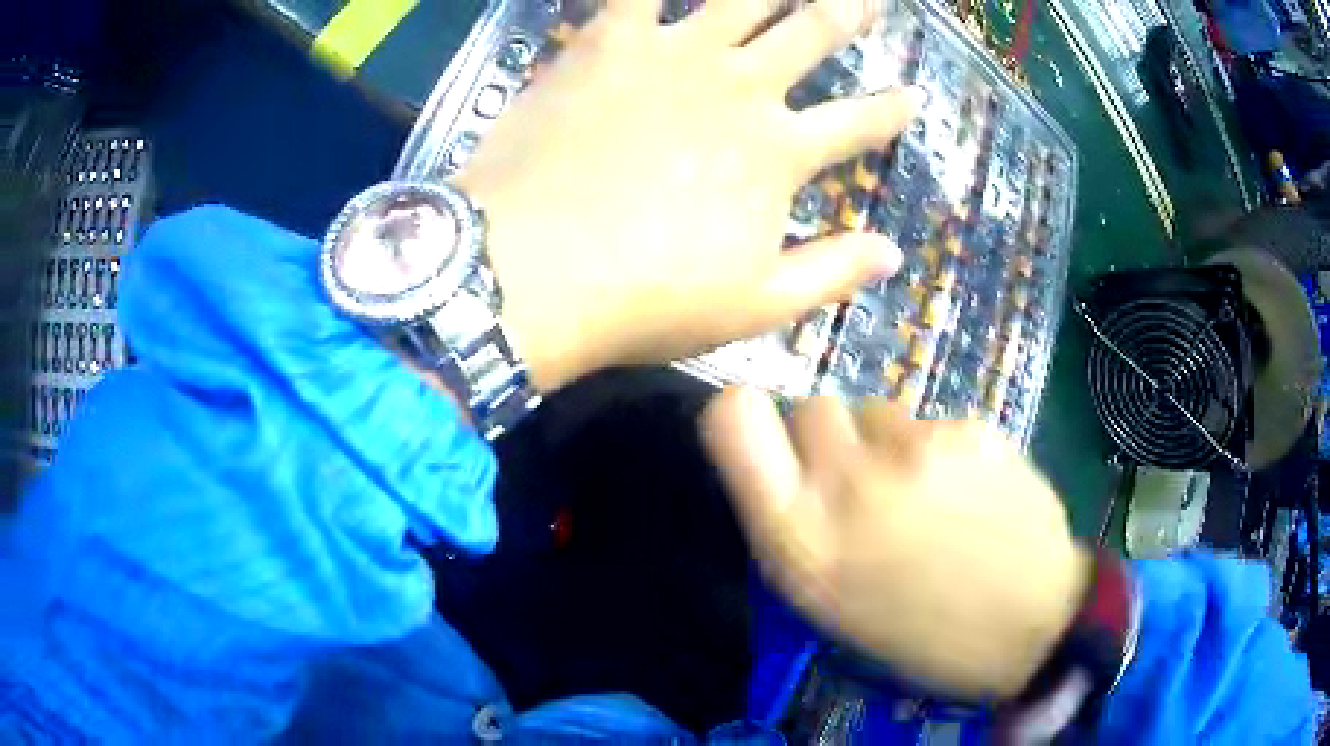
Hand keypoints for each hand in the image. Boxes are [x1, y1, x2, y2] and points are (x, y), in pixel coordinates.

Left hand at [451, 0, 918, 391]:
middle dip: (847, 12)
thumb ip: (831, 273)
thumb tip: (895, 255)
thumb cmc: (645, 299)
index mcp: (779, 151)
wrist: (528, 271)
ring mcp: (673, 53)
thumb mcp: (755, 305)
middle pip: (811, 33)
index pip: (859, 123)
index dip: (891, 109)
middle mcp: (740, 86)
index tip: (912, 95)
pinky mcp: (608, 41)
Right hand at [701, 387, 1090, 699]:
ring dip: (888, 443)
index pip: (732, 420)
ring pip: (877, 409)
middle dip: (832, 439)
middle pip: (813, 406)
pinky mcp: (973, 430)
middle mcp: (848, 484)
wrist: (1030, 628)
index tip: (768, 436)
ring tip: (927, 495)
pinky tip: (970, 491)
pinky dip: (943, 447)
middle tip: (865, 484)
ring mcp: (917, 451)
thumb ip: (793, 521)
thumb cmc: (919, 634)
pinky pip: (934, 421)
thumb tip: (783, 459)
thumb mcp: (827, 602)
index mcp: (800, 539)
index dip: (744, 415)